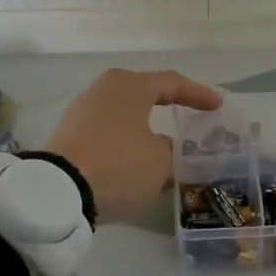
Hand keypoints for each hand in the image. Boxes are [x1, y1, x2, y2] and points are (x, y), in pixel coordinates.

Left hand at [44, 69, 222, 222]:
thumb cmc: (119, 165)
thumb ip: (171, 151)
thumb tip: (164, 147)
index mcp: (131, 86)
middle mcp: (105, 90)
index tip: (217, 106)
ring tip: (163, 144)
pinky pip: (108, 132)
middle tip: (187, 115)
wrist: (58, 191)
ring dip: (145, 128)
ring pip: (125, 114)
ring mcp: (82, 111)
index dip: (198, 95)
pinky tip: (136, 159)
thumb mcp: (160, 162)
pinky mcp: (69, 135)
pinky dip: (126, 142)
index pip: (172, 83)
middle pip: (144, 94)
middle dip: (167, 106)